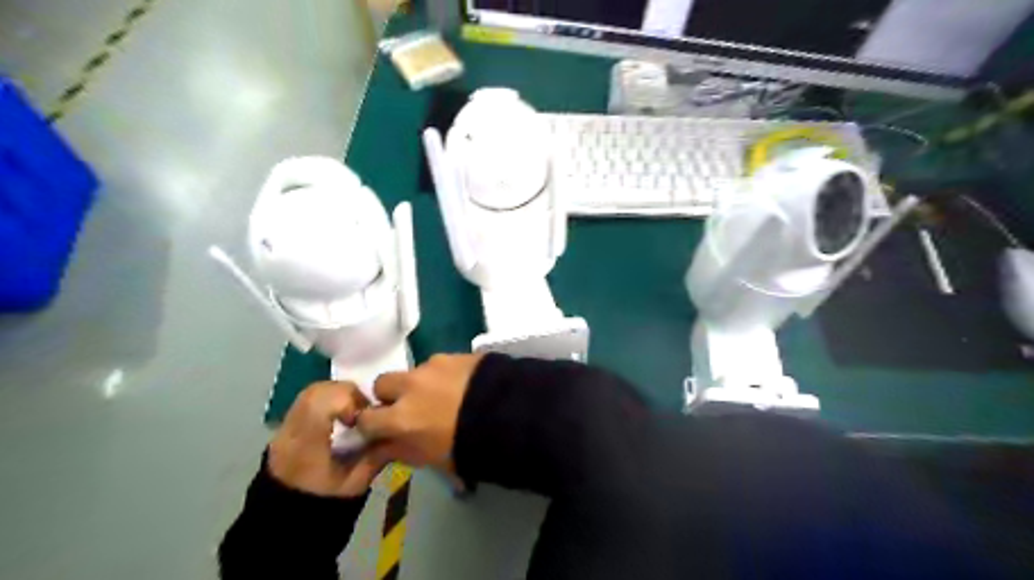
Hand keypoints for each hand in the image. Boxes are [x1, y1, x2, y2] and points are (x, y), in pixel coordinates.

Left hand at [268, 380, 388, 497]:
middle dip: (346, 392)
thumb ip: (375, 456)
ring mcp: (283, 429)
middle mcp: (291, 431)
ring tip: (352, 412)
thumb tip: (395, 433)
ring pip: (310, 392)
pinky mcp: (284, 430)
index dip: (348, 399)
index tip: (362, 416)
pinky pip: (306, 401)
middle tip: (362, 410)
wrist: (283, 527)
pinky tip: (338, 418)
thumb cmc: (321, 506)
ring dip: (336, 394)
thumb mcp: (355, 485)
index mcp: (306, 445)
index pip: (322, 403)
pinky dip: (326, 401)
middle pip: (316, 391)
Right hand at [357, 354, 485, 469]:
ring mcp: (433, 366)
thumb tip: (382, 448)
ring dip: (420, 383)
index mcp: (401, 417)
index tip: (381, 429)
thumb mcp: (432, 458)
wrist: (511, 413)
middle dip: (390, 395)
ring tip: (445, 396)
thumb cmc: (470, 446)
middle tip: (409, 407)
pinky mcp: (456, 354)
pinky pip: (439, 364)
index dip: (371, 424)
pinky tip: (462, 386)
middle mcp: (410, 386)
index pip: (365, 418)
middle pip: (382, 383)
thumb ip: (401, 451)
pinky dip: (443, 374)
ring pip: (413, 371)